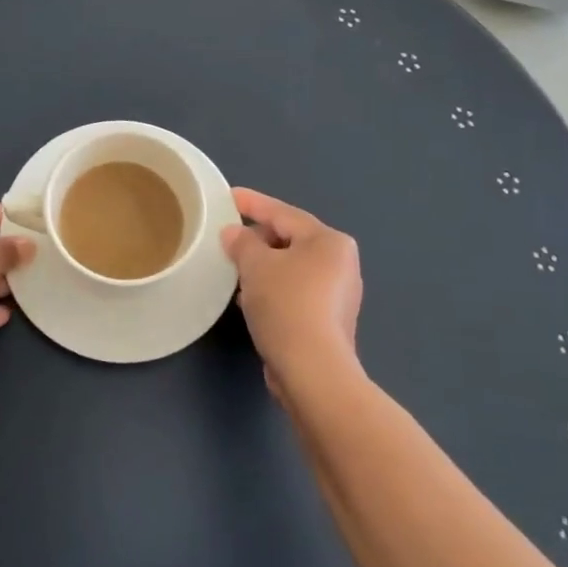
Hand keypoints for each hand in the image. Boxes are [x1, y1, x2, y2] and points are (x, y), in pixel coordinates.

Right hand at [220, 187, 362, 393]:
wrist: (312, 370)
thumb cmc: (286, 304)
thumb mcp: (255, 265)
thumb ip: (242, 242)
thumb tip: (233, 234)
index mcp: (329, 241)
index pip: (283, 213)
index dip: (252, 203)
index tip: (228, 196)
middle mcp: (341, 263)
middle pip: (290, 240)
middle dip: (257, 238)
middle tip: (227, 238)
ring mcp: (337, 295)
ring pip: (291, 268)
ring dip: (263, 267)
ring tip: (233, 267)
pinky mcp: (328, 322)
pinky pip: (294, 292)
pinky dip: (272, 289)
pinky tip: (248, 298)